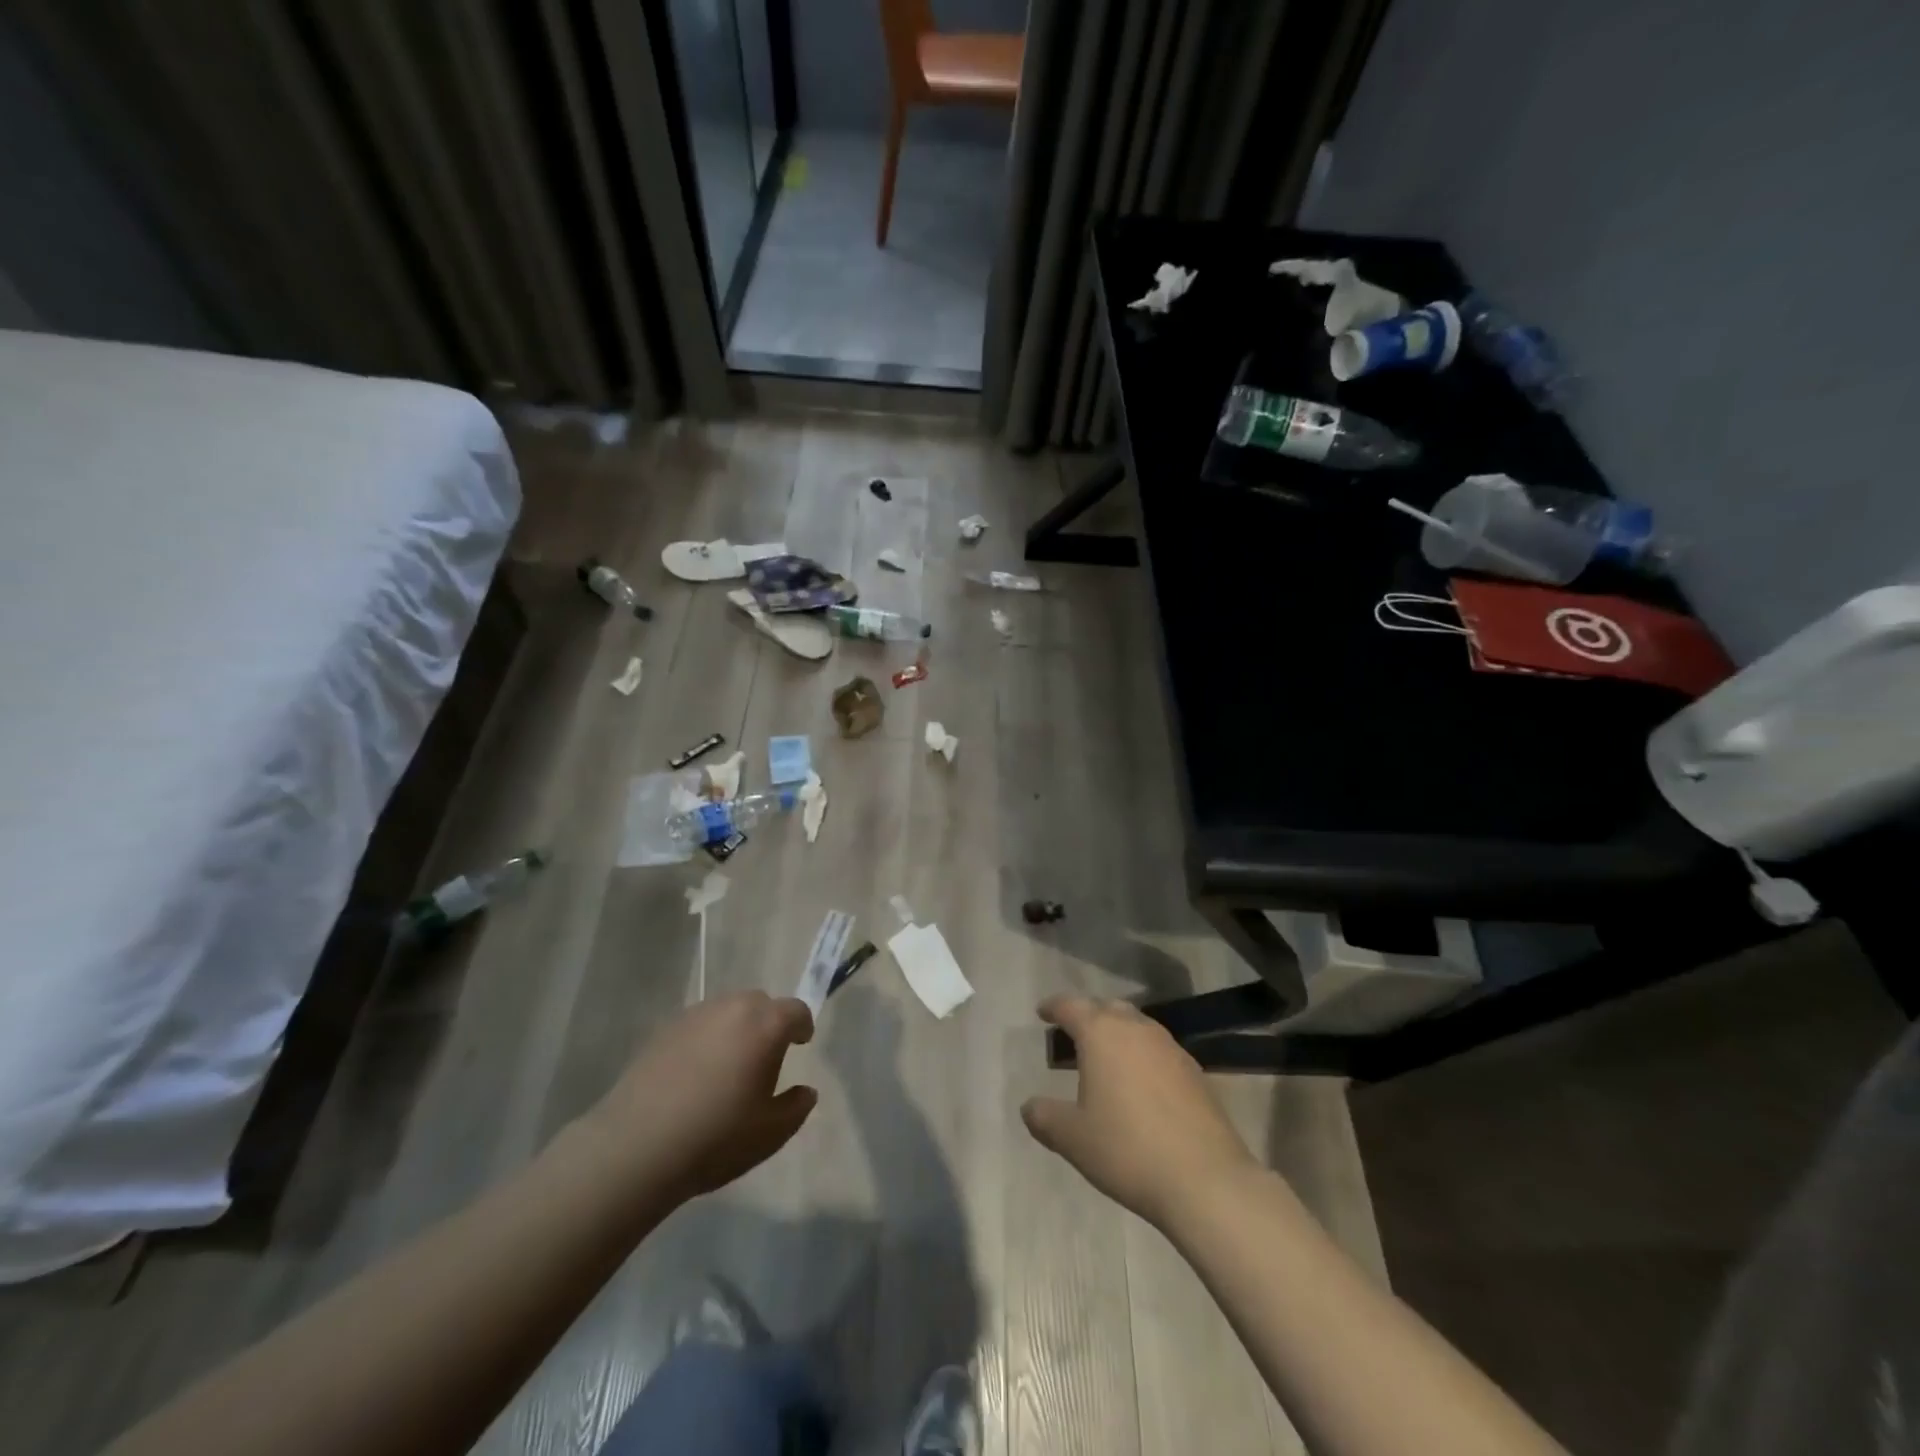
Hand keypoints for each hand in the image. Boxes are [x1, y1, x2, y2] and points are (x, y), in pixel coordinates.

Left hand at [585, 992, 817, 1203]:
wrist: (636, 1147)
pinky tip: (695, 1073)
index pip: (795, 1010)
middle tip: (765, 1057)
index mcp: (765, 1026)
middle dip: (769, 1023)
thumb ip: (796, 1107)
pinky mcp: (663, 1030)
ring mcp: (695, 1015)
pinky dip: (706, 1038)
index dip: (802, 1026)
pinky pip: (698, 1025)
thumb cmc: (716, 1138)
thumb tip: (806, 1091)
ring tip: (728, 1065)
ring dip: (736, 1028)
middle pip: (760, 1003)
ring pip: (727, 1010)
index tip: (801, 1044)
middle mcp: (732, 1008)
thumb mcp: (770, 1133)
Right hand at [1021, 995, 1256, 1229]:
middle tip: (1074, 1031)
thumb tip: (1029, 1106)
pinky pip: (1159, 1049)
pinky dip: (1142, 1054)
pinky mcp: (1195, 1071)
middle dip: (1089, 1014)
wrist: (1205, 1179)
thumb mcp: (1073, 1139)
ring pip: (1137, 1025)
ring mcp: (1170, 1047)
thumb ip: (1045, 1117)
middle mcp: (1136, 1029)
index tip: (1043, 1012)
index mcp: (1101, 1034)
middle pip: (1107, 1007)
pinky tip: (1141, 1082)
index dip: (1054, 1007)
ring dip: (1118, 1032)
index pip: (1071, 1006)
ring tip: (1106, 1055)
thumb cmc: (1127, 1149)